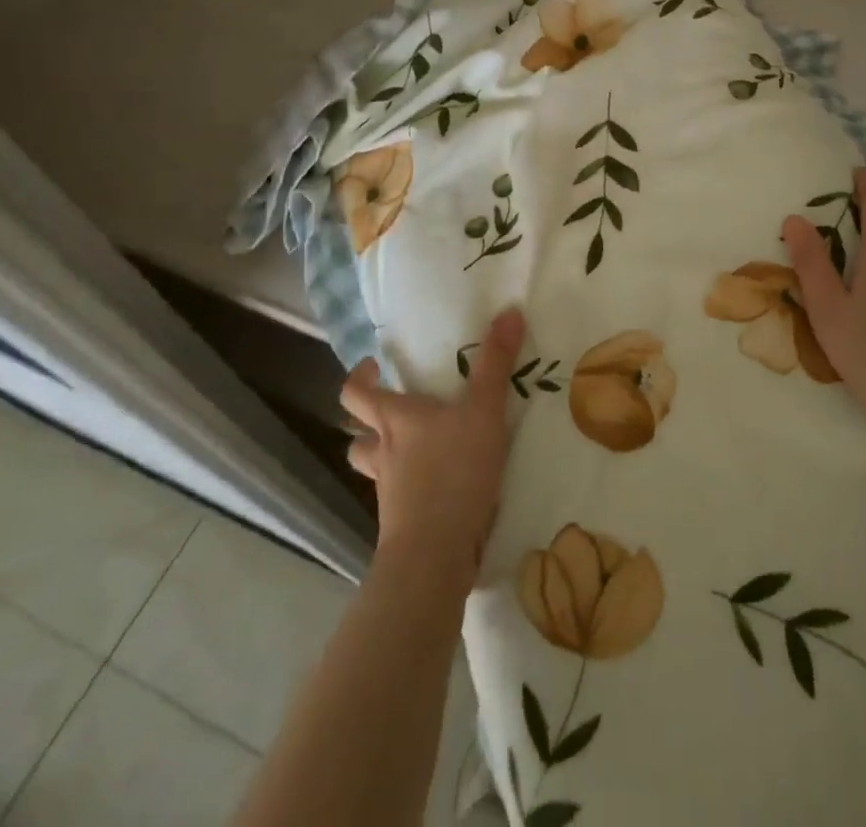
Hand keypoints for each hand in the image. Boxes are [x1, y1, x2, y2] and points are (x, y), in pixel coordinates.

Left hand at [341, 307, 525, 593]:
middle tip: (393, 407)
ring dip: (383, 456)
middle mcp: (384, 452)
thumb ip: (497, 363)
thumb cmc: (453, 471)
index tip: (372, 367)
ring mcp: (389, 492)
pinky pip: (397, 498)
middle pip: (357, 434)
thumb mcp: (484, 410)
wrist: (434, 554)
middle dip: (367, 421)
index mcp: (395, 419)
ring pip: (372, 468)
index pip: (356, 394)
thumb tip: (509, 310)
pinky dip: (408, 488)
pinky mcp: (401, 523)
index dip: (359, 378)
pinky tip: (436, 486)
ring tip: (412, 448)